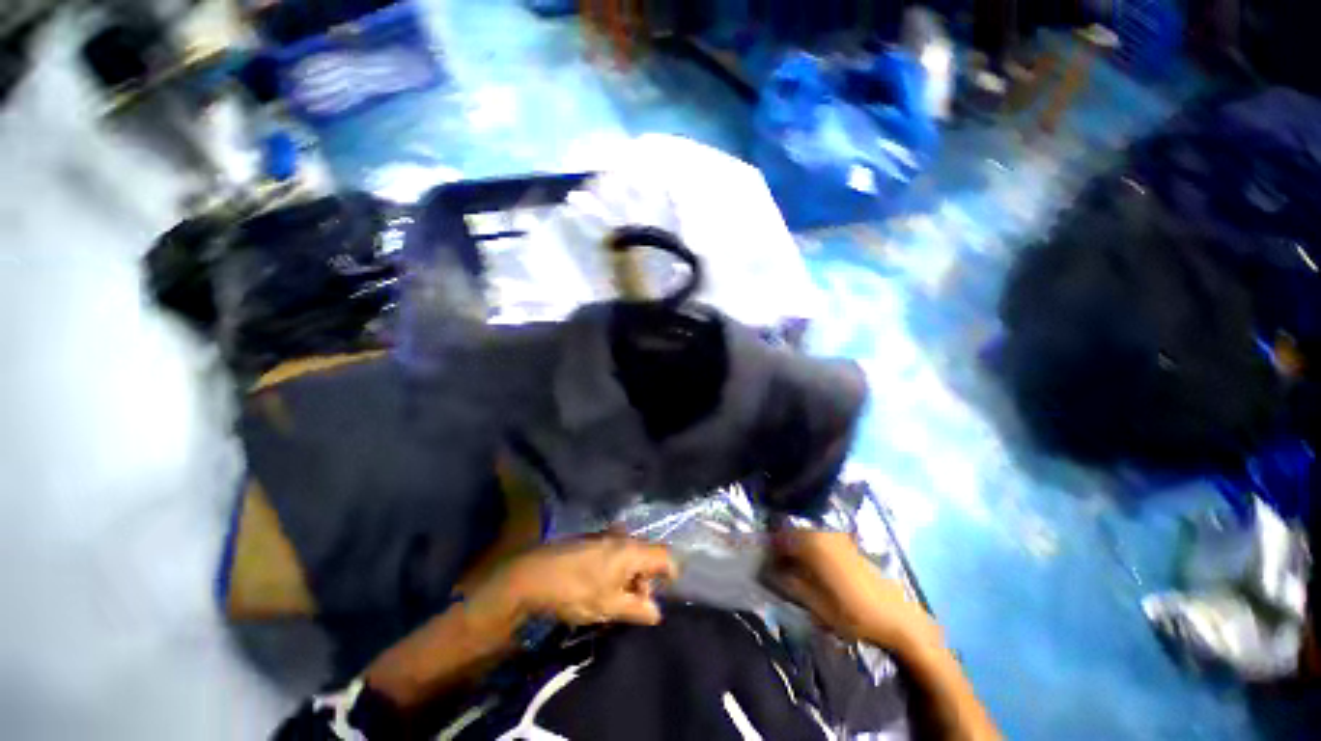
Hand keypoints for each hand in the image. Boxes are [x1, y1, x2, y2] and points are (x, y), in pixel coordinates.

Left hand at [476, 534, 678, 626]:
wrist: (534, 574)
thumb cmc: (576, 591)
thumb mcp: (610, 606)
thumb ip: (637, 609)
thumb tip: (656, 612)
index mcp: (632, 550)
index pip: (664, 556)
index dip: (671, 574)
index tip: (666, 594)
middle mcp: (622, 537)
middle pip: (647, 555)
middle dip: (646, 580)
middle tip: (635, 605)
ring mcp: (605, 535)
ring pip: (629, 554)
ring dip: (629, 576)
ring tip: (615, 599)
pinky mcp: (591, 539)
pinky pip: (615, 551)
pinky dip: (616, 568)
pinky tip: (601, 586)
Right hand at [763, 530, 941, 651]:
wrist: (898, 619)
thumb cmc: (854, 614)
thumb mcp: (816, 605)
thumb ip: (790, 584)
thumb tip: (770, 572)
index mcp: (813, 545)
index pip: (780, 539)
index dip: (769, 552)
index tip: (764, 567)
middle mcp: (823, 534)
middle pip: (793, 535)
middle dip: (782, 549)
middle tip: (777, 570)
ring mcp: (837, 538)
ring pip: (807, 537)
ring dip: (797, 549)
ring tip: (795, 571)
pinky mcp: (848, 545)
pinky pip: (820, 541)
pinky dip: (811, 550)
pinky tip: (814, 570)